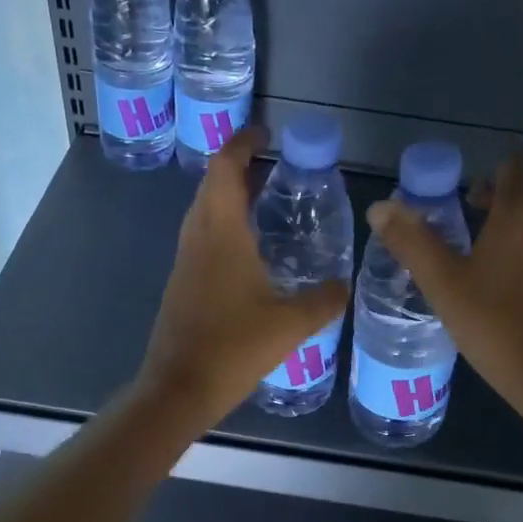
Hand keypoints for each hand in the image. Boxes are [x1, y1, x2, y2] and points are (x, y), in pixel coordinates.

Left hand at [138, 127, 350, 427]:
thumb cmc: (233, 348)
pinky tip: (250, 256)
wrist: (178, 389)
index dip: (242, 142)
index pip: (225, 168)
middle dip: (239, 168)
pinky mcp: (181, 287)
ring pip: (203, 214)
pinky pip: (202, 241)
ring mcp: (184, 263)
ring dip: (229, 199)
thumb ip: (323, 300)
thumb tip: (344, 286)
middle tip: (275, 169)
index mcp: (221, 234)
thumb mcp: (291, 324)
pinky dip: (224, 230)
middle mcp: (197, 239)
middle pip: (211, 186)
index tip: (265, 132)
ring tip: (266, 205)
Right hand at [366, 153, 522, 406]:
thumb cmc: (492, 322)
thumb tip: (380, 207)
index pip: (515, 168)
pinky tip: (509, 300)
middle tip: (463, 232)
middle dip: (496, 209)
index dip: (493, 172)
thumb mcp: (442, 283)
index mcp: (521, 215)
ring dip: (512, 242)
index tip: (469, 192)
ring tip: (482, 271)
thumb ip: (411, 241)